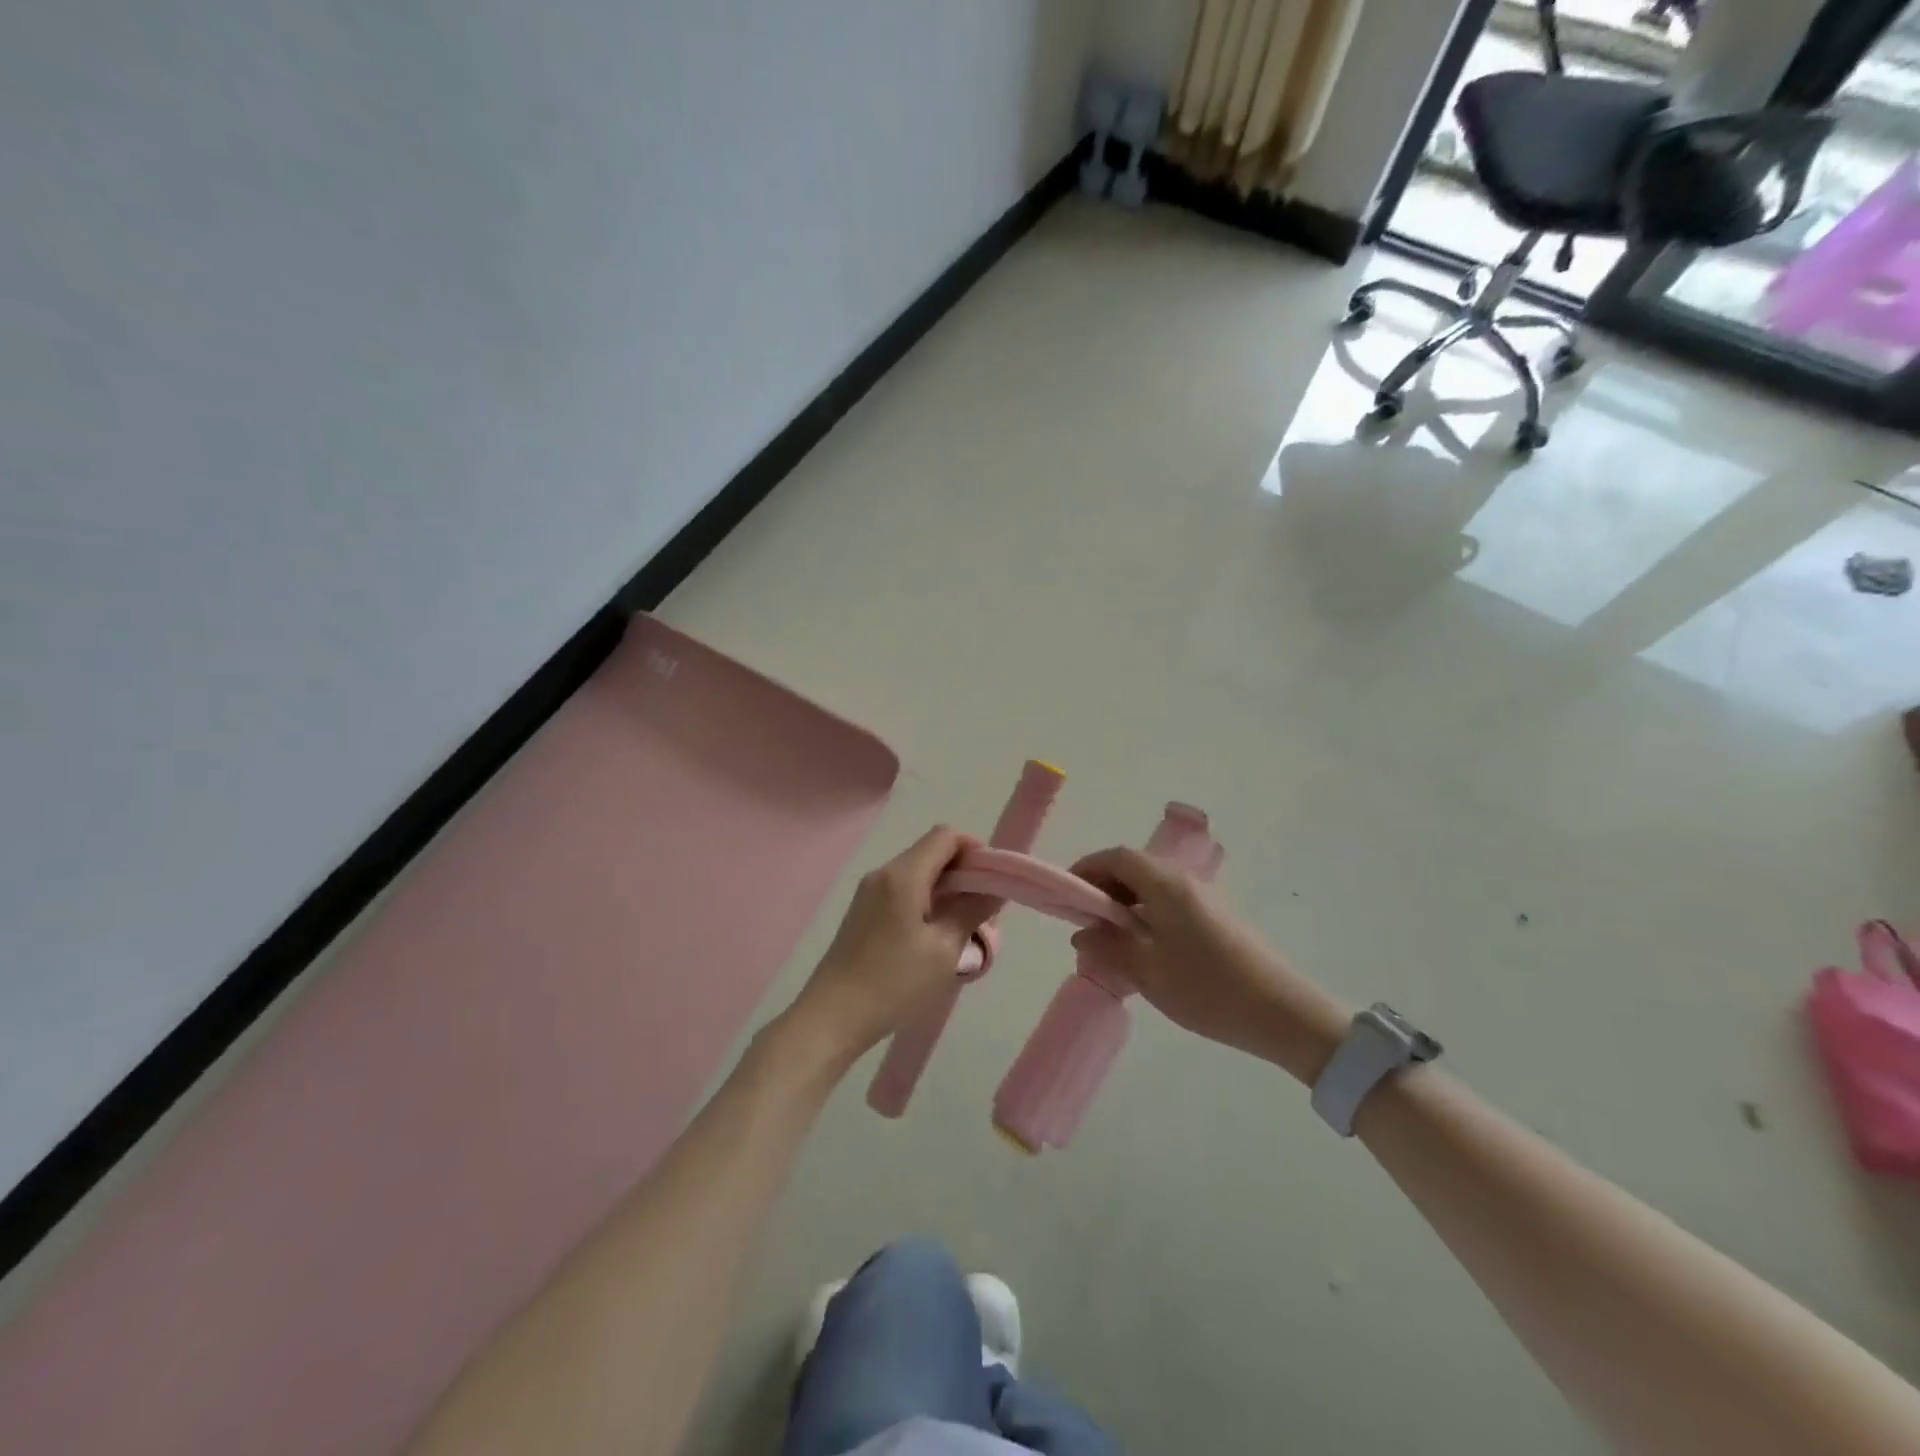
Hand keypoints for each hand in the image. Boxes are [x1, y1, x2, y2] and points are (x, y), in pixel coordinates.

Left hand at [784, 826, 998, 1065]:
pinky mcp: (863, 912)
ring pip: (917, 873)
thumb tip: (994, 890)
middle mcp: (883, 873)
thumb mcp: (944, 950)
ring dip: (945, 890)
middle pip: (931, 852)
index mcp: (903, 875)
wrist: (832, 1018)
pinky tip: (934, 937)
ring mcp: (869, 892)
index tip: (992, 882)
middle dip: (963, 873)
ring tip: (962, 928)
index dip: (975, 851)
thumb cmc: (894, 983)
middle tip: (983, 911)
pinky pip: (902, 891)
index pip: (945, 836)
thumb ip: (971, 912)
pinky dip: (925, 902)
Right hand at [1068, 847, 1348, 1082]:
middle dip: (1104, 886)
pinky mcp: (1218, 917)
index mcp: (1166, 884)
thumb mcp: (1148, 972)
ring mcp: (1205, 898)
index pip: (1117, 857)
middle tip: (1085, 920)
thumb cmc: (1208, 988)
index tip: (1067, 894)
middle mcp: (1185, 881)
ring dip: (1126, 902)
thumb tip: (1082, 933)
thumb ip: (1109, 948)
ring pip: (1153, 886)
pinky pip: (1170, 902)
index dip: (1088, 868)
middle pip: (1135, 867)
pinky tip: (1143, 948)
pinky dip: (1147, 913)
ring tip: (1110, 938)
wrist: (1284, 1013)